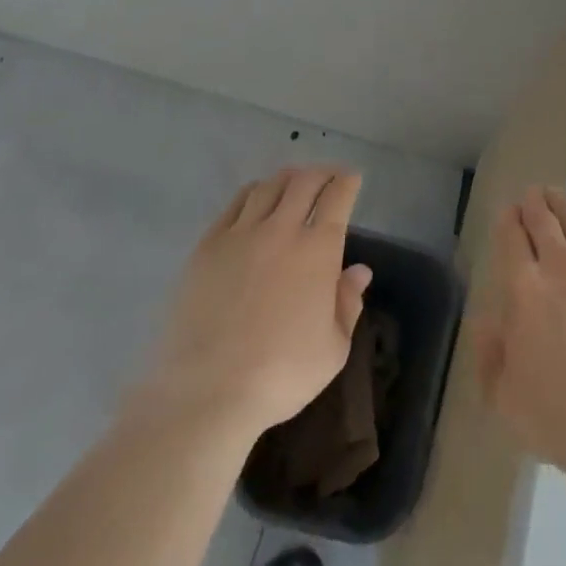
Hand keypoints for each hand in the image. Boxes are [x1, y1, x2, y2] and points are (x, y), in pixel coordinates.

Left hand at [132, 165, 371, 442]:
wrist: (207, 393)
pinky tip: (255, 199)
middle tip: (327, 176)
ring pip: (268, 187)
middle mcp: (282, 230)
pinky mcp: (207, 247)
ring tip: (292, 182)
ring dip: (287, 178)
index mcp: (319, 250)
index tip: (352, 179)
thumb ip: (348, 304)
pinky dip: (252, 193)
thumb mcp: (333, 348)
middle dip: (321, 173)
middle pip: (304, 181)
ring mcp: (241, 235)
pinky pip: (234, 205)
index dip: (348, 182)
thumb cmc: (281, 374)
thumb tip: (359, 271)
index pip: (338, 197)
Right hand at [476, 187, 565, 479]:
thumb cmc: (554, 416)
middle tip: (533, 193)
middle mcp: (559, 268)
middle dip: (535, 204)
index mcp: (523, 290)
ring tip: (557, 196)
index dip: (508, 220)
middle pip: (544, 222)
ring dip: (563, 207)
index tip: (509, 211)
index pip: (512, 239)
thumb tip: (489, 320)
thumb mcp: (502, 395)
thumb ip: (490, 352)